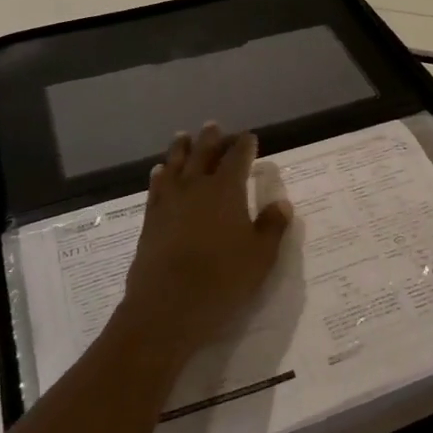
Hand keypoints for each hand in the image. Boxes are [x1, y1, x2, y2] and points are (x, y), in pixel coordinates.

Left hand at [120, 124, 292, 361]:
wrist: (168, 307)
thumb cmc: (223, 279)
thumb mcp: (261, 256)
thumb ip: (272, 226)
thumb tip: (282, 203)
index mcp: (226, 190)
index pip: (238, 158)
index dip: (245, 145)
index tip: (250, 137)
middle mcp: (196, 187)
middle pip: (203, 154)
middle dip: (211, 139)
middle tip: (214, 126)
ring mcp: (170, 202)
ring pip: (175, 165)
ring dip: (181, 149)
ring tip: (183, 137)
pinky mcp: (150, 220)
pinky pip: (156, 188)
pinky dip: (159, 175)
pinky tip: (159, 171)